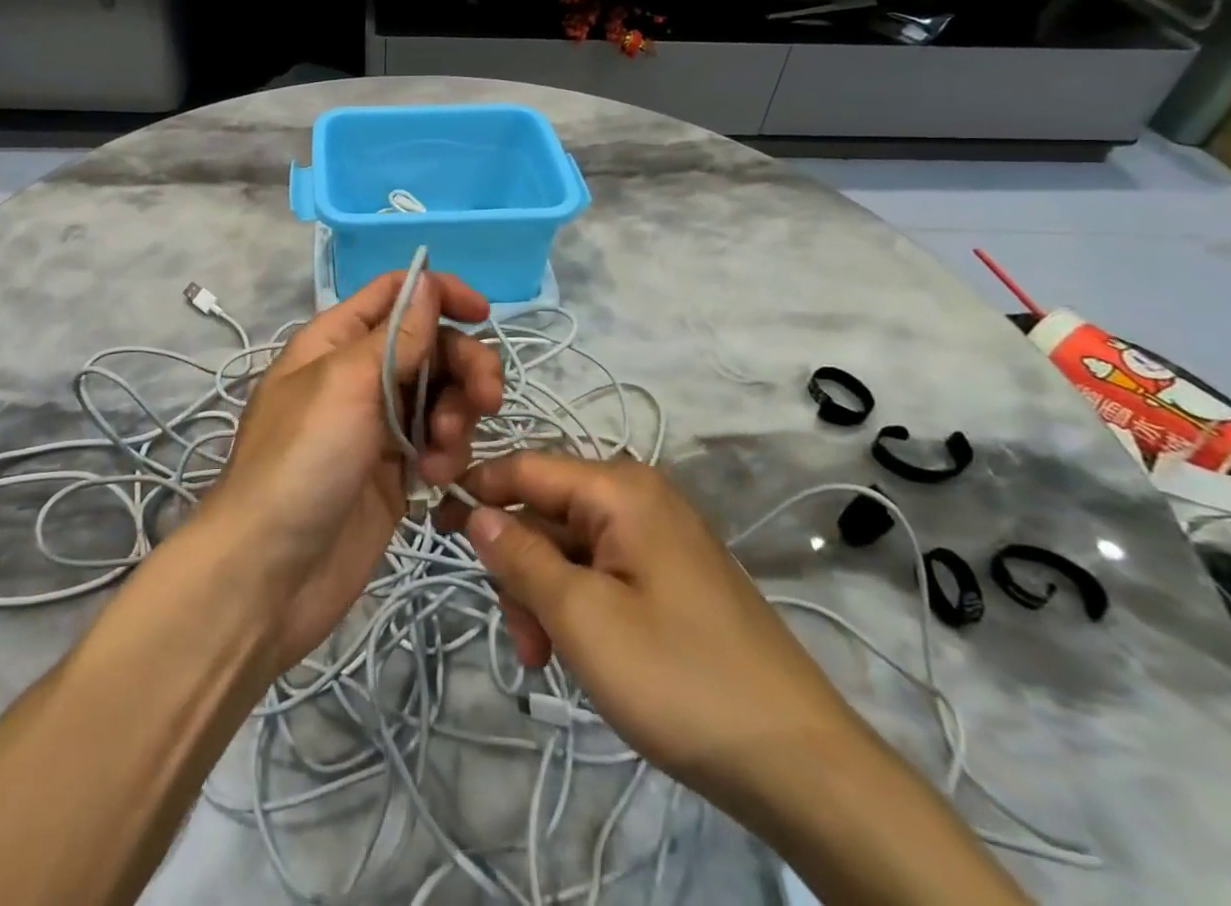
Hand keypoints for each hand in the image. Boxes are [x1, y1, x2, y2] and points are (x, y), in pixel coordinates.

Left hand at [204, 270, 503, 672]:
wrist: (268, 574)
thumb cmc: (301, 461)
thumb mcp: (347, 383)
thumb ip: (397, 335)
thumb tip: (428, 281)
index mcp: (336, 340)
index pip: (395, 294)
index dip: (439, 293)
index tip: (483, 315)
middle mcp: (359, 374)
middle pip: (431, 345)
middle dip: (465, 365)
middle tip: (487, 398)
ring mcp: (378, 424)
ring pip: (442, 394)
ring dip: (457, 415)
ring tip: (443, 453)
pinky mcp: (395, 471)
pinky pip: (438, 442)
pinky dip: (446, 453)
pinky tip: (433, 479)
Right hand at [441, 454, 866, 812]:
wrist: (799, 762)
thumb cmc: (679, 677)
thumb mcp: (582, 618)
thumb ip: (521, 559)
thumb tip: (475, 513)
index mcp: (619, 488)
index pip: (525, 468)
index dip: (476, 490)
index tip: (431, 522)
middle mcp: (638, 497)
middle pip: (546, 512)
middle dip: (518, 568)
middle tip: (518, 634)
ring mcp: (656, 537)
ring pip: (569, 548)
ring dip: (544, 596)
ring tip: (544, 658)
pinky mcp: (668, 576)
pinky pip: (599, 572)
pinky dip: (576, 606)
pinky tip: (575, 653)